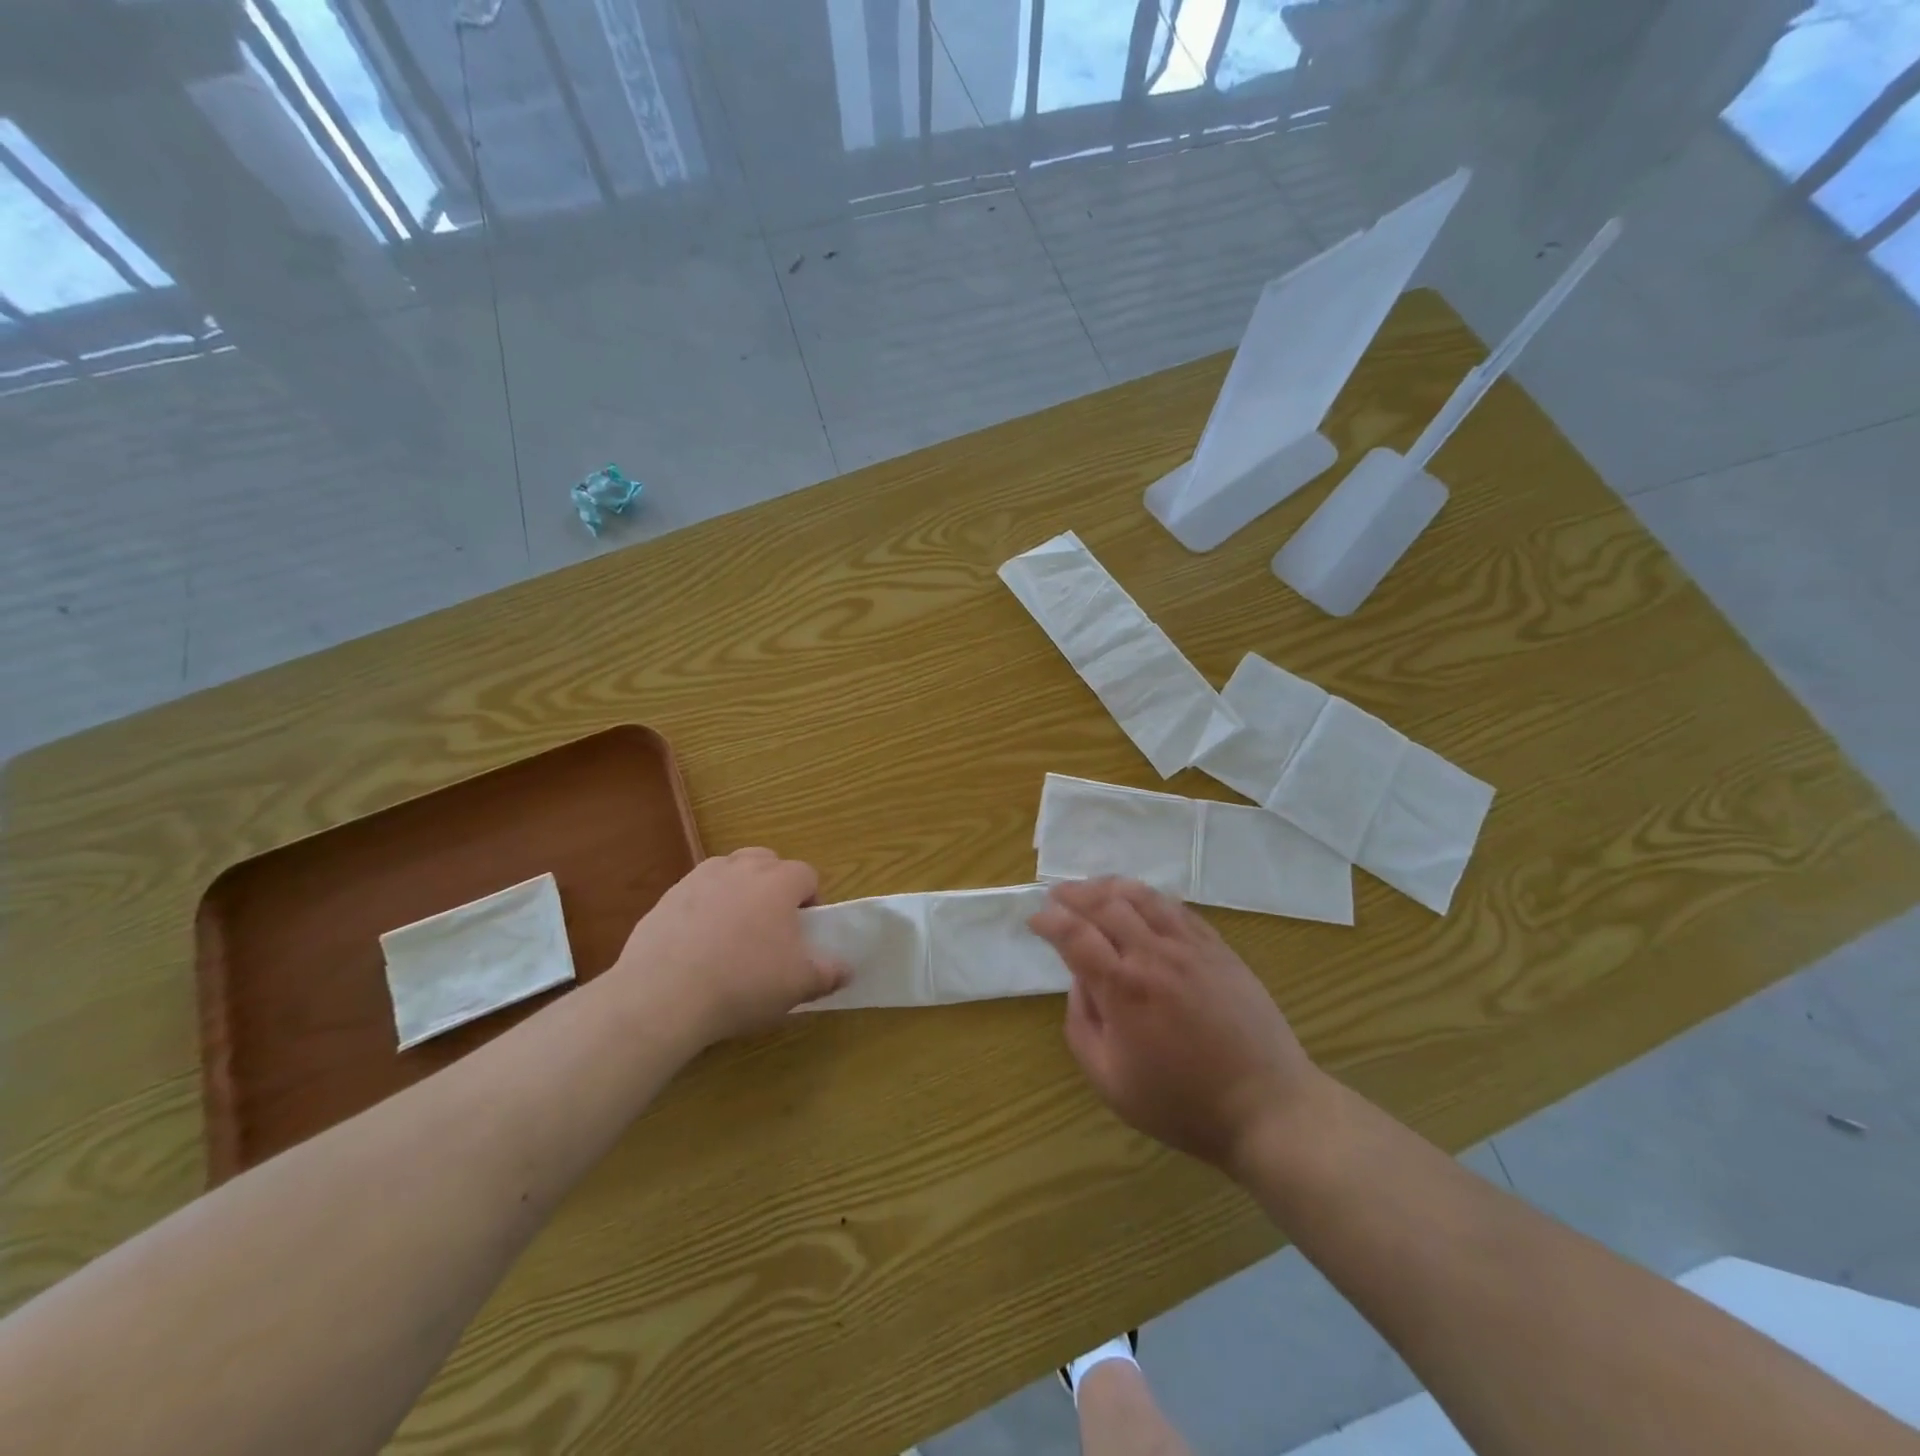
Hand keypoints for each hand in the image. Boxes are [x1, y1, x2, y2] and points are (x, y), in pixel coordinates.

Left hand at [613, 849, 849, 1044]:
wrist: (663, 995)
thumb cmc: (743, 983)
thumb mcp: (797, 985)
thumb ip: (827, 974)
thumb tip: (846, 970)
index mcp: (778, 882)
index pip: (807, 874)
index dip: (811, 899)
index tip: (804, 930)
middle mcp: (740, 868)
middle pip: (767, 861)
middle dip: (774, 884)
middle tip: (771, 925)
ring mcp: (699, 879)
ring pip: (729, 870)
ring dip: (738, 890)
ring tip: (734, 931)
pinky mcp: (666, 897)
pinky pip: (695, 893)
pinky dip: (703, 908)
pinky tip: (698, 945)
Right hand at [1030, 877, 1319, 1175]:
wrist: (1266, 1106)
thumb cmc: (1182, 1104)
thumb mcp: (1111, 1082)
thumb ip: (1081, 1026)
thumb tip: (1079, 982)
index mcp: (1123, 988)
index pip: (1075, 935)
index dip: (1050, 921)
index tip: (1036, 920)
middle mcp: (1154, 955)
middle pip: (1106, 905)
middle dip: (1074, 894)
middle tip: (1056, 895)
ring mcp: (1191, 947)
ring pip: (1143, 897)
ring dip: (1110, 887)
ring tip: (1092, 888)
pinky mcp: (1219, 949)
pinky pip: (1177, 909)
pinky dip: (1150, 898)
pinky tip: (1140, 902)